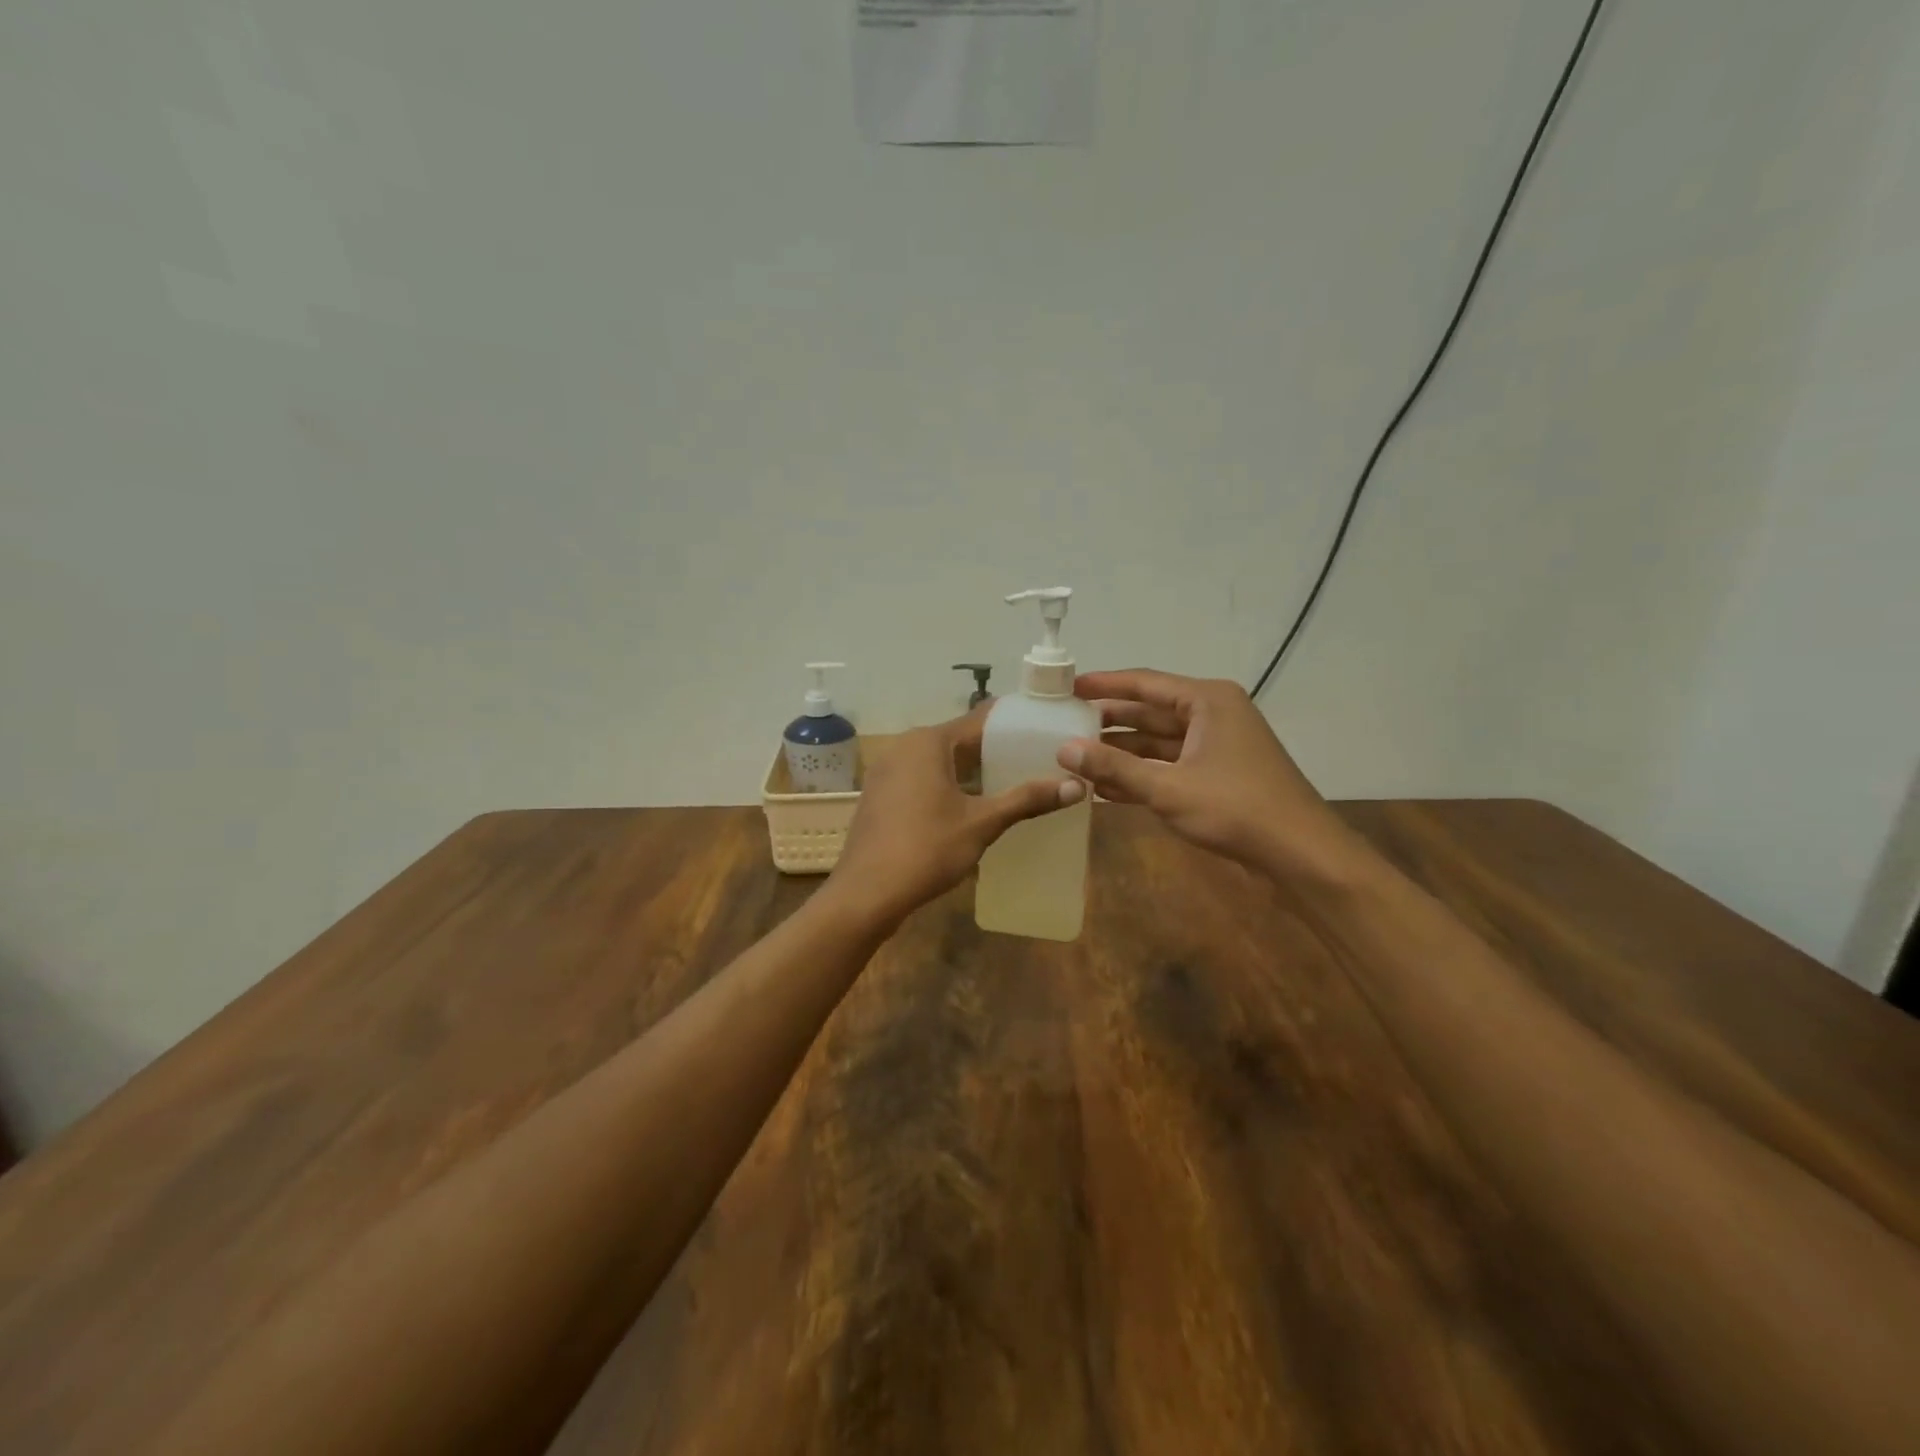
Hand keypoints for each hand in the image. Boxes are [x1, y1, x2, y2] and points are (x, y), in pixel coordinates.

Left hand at [827, 711, 1082, 926]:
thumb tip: (1076, 786)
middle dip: (996, 750)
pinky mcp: (882, 795)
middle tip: (1038, 760)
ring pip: (941, 761)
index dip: (1014, 725)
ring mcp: (888, 771)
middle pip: (960, 739)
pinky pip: (924, 778)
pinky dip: (950, 785)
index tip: (1046, 729)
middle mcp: (904, 746)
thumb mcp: (982, 823)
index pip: (980, 720)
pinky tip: (974, 804)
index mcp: (928, 741)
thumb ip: (1026, 800)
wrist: (866, 893)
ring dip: (973, 771)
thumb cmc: (926, 849)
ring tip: (1014, 782)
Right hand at [1059, 669, 1361, 879]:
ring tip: (1076, 757)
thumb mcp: (1168, 788)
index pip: (1145, 683)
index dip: (1104, 684)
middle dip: (1108, 720)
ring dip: (1121, 752)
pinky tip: (1104, 788)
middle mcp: (1212, 714)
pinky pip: (1169, 765)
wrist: (1301, 854)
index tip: (1067, 687)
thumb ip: (1114, 767)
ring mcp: (1217, 746)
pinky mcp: (1218, 775)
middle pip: (1150, 711)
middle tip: (1063, 723)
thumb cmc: (1236, 809)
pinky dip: (1140, 775)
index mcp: (1206, 701)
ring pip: (1158, 741)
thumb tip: (1063, 750)